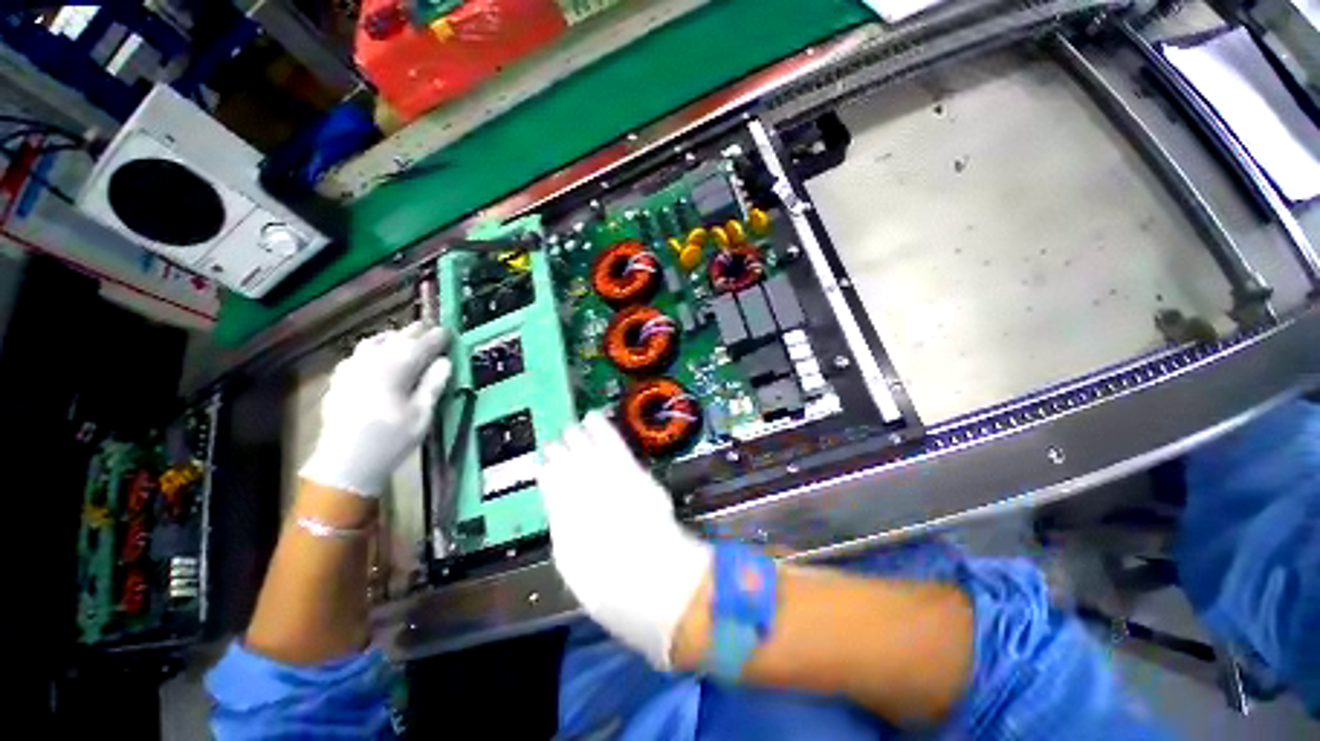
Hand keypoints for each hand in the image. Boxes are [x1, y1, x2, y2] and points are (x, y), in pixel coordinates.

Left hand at [300, 322, 451, 496]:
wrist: (345, 462)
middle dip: (417, 332)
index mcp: (396, 367)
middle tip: (431, 329)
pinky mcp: (340, 379)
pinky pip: (358, 353)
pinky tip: (376, 356)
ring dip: (394, 336)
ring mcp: (352, 368)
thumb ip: (434, 383)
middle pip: (398, 338)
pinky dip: (373, 348)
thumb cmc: (392, 439)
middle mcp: (373, 361)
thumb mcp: (423, 414)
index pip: (422, 344)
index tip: (449, 331)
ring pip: (375, 341)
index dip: (438, 337)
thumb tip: (445, 361)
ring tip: (405, 338)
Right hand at [539, 412, 711, 668]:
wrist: (653, 581)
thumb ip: (567, 535)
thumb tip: (562, 513)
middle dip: (561, 454)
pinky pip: (613, 445)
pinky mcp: (631, 473)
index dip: (548, 477)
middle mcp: (579, 498)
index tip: (543, 466)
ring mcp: (605, 482)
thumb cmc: (615, 589)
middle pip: (568, 468)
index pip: (553, 490)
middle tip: (555, 442)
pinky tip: (592, 417)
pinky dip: (602, 430)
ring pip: (587, 453)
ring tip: (571, 427)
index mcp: (565, 524)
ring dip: (578, 439)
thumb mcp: (577, 569)